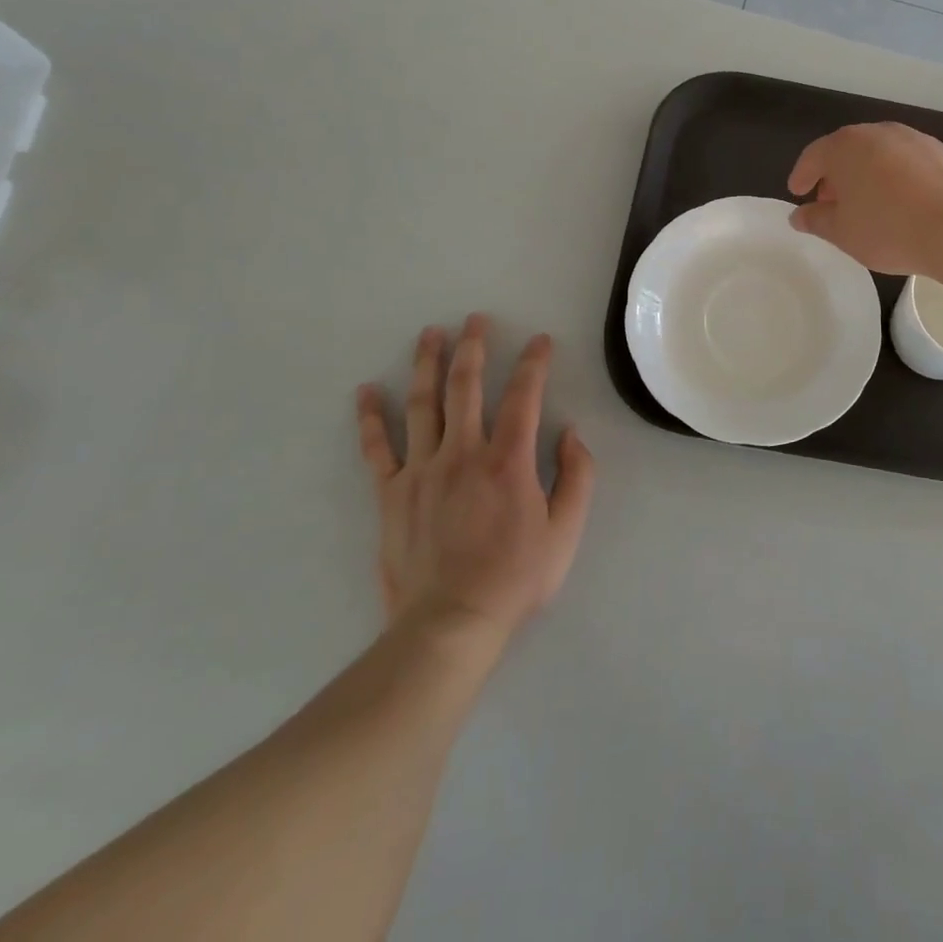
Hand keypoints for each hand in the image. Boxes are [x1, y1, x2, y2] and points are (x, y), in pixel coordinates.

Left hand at [356, 315, 595, 642]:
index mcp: (508, 460)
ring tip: (429, 334)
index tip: (539, 340)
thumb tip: (570, 433)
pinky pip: (377, 448)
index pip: (524, 396)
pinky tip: (365, 391)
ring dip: (427, 364)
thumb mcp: (565, 531)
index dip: (534, 363)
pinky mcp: (391, 493)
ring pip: (422, 404)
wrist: (449, 624)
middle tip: (474, 319)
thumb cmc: (514, 578)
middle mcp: (462, 453)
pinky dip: (370, 418)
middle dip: (473, 347)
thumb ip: (577, 477)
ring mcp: (421, 470)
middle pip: (466, 387)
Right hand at [787, 122, 942, 276]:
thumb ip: (815, 220)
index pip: (814, 156)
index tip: (797, 192)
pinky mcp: (939, 151)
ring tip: (865, 202)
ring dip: (865, 173)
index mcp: (845, 147)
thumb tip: (799, 215)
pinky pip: (904, 160)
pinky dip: (894, 175)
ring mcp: (912, 138)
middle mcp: (877, 132)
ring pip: (877, 152)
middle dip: (834, 174)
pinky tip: (899, 200)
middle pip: (846, 150)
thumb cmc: (888, 230)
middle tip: (830, 201)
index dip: (802, 175)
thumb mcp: (841, 232)